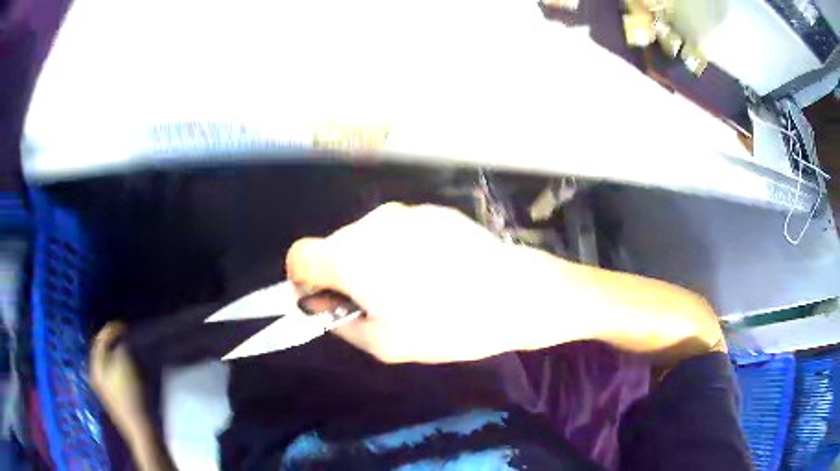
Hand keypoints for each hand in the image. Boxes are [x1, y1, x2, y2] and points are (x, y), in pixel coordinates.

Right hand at [286, 203, 556, 362]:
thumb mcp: (384, 344)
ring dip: (373, 261)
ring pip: (367, 237)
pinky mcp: (432, 211)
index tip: (328, 299)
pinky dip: (402, 249)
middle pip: (334, 246)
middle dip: (343, 274)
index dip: (304, 280)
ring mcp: (404, 212)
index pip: (299, 255)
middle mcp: (370, 224)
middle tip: (379, 303)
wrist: (514, 293)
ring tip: (413, 288)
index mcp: (350, 256)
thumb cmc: (446, 325)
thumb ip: (340, 323)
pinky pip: (399, 230)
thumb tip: (324, 306)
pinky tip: (437, 270)